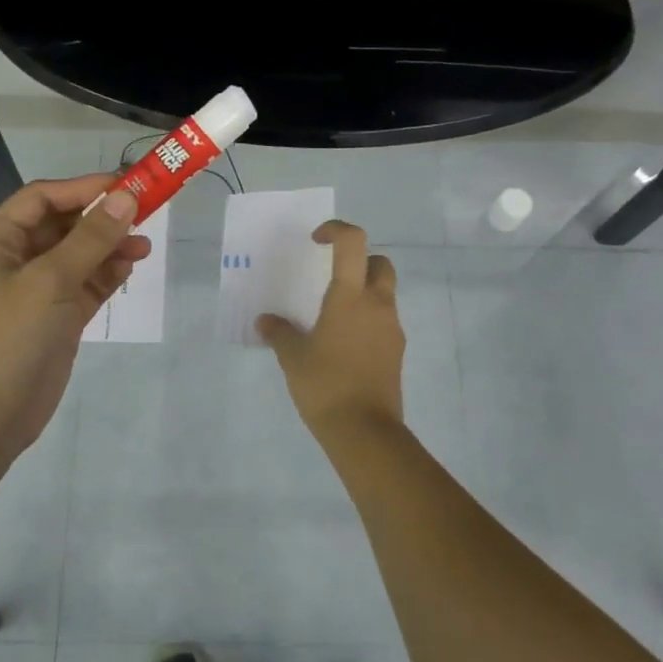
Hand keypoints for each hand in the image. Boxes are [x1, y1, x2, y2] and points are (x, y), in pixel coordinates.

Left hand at [0, 174, 148, 464]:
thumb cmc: (8, 338)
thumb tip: (126, 198)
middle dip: (101, 217)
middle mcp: (18, 260)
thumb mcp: (49, 281)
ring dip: (110, 245)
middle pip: (64, 224)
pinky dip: (109, 273)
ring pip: (81, 255)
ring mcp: (40, 291)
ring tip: (144, 245)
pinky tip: (131, 266)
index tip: (125, 186)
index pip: (42, 198)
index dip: (82, 188)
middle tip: (145, 211)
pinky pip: (88, 284)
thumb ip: (90, 239)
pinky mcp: (60, 318)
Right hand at [257, 220, 404, 442]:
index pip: (353, 243)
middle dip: (360, 261)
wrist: (365, 431)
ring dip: (364, 292)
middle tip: (334, 276)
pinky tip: (345, 343)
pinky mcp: (397, 352)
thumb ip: (279, 333)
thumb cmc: (325, 385)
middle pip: (380, 263)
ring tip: (333, 316)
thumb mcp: (292, 358)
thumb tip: (265, 321)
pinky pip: (384, 321)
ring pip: (384, 293)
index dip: (337, 230)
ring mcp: (391, 329)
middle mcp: (377, 305)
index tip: (317, 241)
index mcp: (350, 297)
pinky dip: (368, 319)